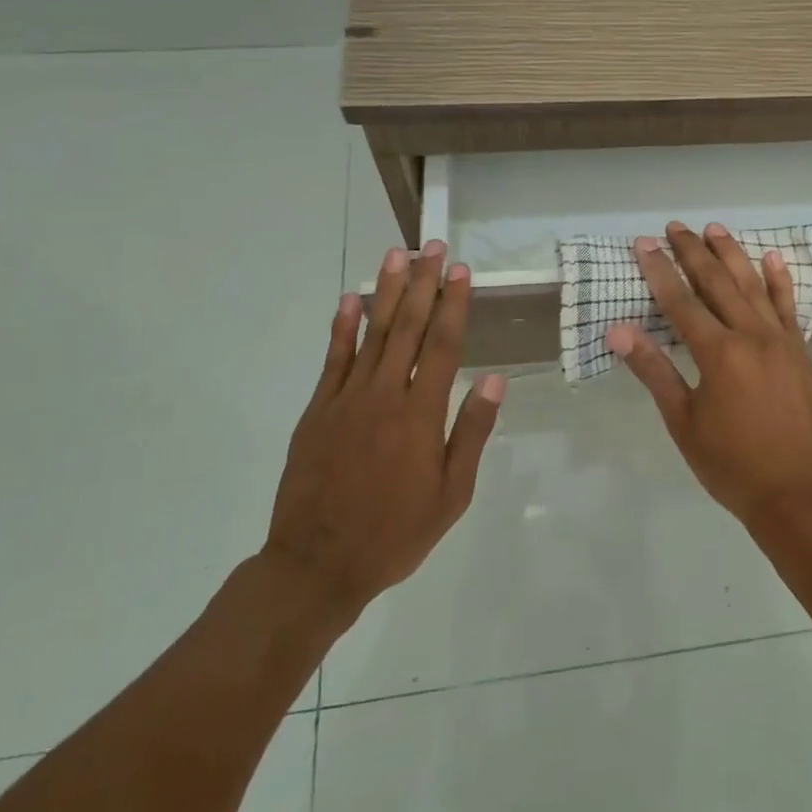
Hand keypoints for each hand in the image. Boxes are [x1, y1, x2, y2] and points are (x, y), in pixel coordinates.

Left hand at [262, 241, 505, 622]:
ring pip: (372, 333)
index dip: (454, 304)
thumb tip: (495, 381)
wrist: (316, 565)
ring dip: (386, 291)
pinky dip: (342, 327)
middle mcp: (385, 395)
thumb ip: (471, 434)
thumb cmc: (394, 534)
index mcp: (421, 415)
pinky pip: (333, 359)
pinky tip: (349, 299)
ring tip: (397, 256)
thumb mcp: (451, 495)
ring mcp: (346, 399)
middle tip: (433, 246)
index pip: (444, 346)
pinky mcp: (318, 410)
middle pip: (409, 328)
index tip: (461, 270)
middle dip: (424, 283)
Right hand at [607, 221, 811, 526]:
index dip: (659, 270)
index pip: (680, 301)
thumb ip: (654, 371)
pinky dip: (779, 280)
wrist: (798, 495)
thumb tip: (619, 331)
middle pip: (717, 282)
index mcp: (718, 353)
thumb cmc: (731, 464)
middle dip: (693, 252)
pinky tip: (770, 258)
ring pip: (753, 285)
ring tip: (714, 228)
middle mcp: (751, 336)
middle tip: (675, 227)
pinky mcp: (801, 351)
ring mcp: (781, 341)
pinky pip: (788, 306)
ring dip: (732, 254)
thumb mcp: (683, 422)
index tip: (644, 243)